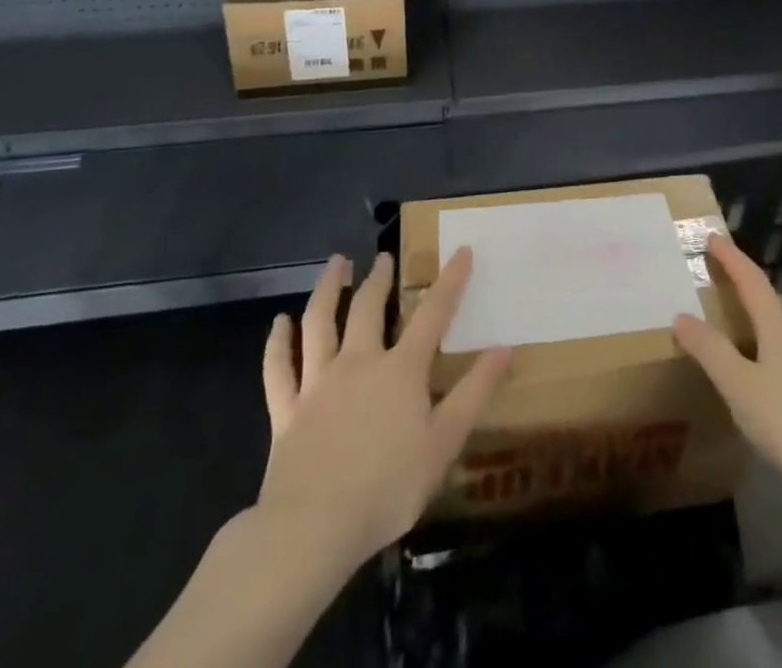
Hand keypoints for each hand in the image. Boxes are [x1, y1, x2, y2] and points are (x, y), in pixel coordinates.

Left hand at [255, 248, 510, 569]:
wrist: (312, 530)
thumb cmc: (387, 488)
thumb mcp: (444, 443)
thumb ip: (474, 393)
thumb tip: (504, 348)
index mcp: (400, 369)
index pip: (432, 313)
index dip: (450, 280)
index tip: (461, 250)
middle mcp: (358, 363)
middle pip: (367, 308)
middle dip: (378, 278)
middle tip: (383, 257)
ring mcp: (318, 384)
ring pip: (319, 324)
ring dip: (327, 289)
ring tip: (335, 264)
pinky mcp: (287, 411)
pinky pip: (279, 369)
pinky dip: (278, 343)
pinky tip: (279, 323)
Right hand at [673, 231, 781, 516]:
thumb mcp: (738, 385)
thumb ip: (710, 349)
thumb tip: (682, 316)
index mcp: (777, 324)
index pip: (751, 279)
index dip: (731, 257)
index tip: (712, 237)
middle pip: (774, 296)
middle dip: (750, 283)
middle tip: (726, 281)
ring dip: (767, 310)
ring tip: (745, 321)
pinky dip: (776, 340)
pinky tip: (768, 365)